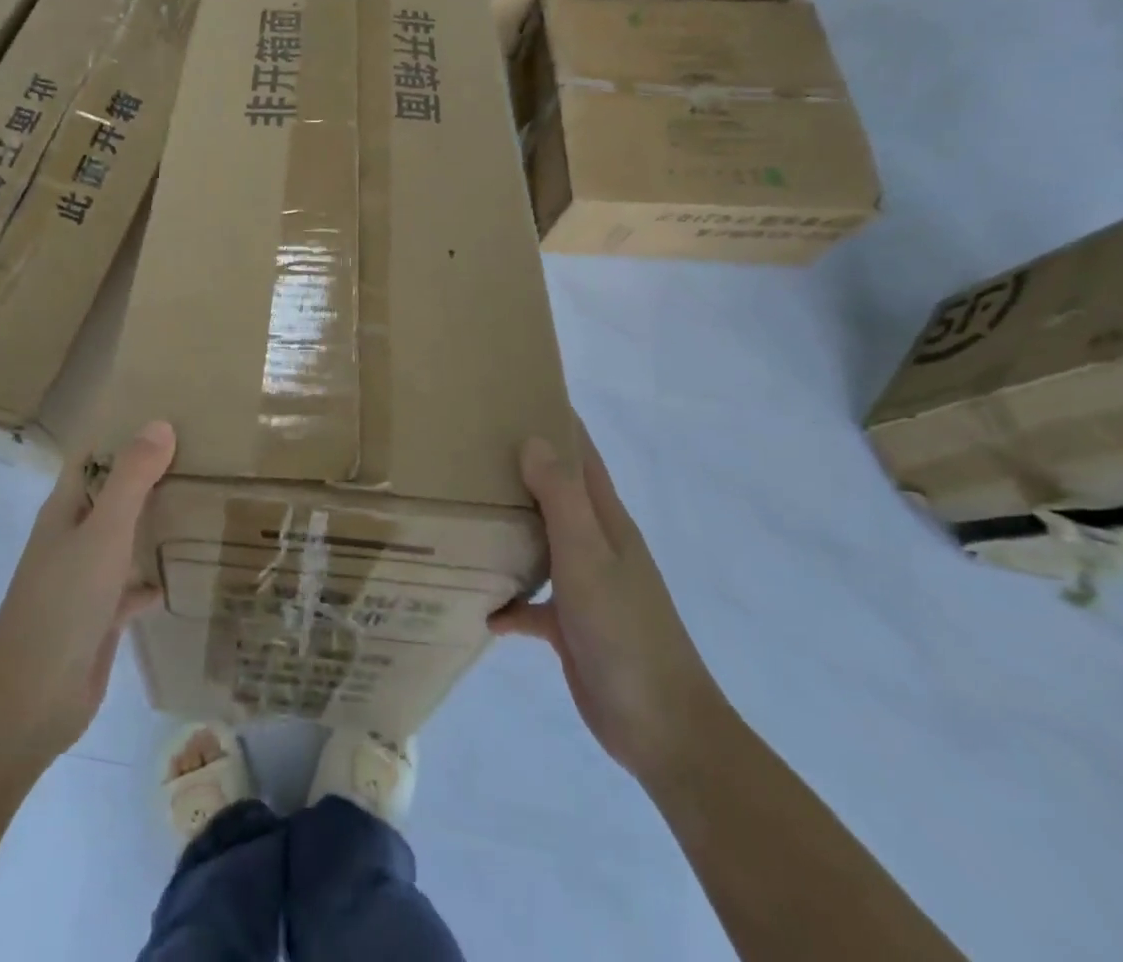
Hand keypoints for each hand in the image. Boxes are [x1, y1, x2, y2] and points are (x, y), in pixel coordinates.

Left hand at [0, 420, 175, 759]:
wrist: (31, 701)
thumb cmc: (63, 603)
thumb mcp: (103, 531)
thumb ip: (132, 479)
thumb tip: (159, 424)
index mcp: (65, 510)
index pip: (92, 457)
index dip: (122, 434)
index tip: (168, 415)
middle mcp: (73, 538)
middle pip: (112, 495)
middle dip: (148, 477)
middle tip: (202, 455)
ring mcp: (84, 579)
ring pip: (124, 539)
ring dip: (154, 525)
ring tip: (203, 505)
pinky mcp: (99, 617)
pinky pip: (132, 586)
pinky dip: (154, 578)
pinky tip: (187, 574)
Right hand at [490, 421, 726, 782]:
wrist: (661, 727)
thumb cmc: (625, 630)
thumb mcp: (589, 556)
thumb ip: (561, 498)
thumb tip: (532, 439)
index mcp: (605, 521)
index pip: (580, 456)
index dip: (556, 422)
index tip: (515, 395)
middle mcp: (595, 545)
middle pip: (555, 493)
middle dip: (519, 468)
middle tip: (468, 447)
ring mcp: (584, 585)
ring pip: (540, 542)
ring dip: (509, 528)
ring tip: (461, 510)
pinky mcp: (570, 626)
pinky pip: (531, 603)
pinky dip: (507, 599)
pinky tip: (477, 603)